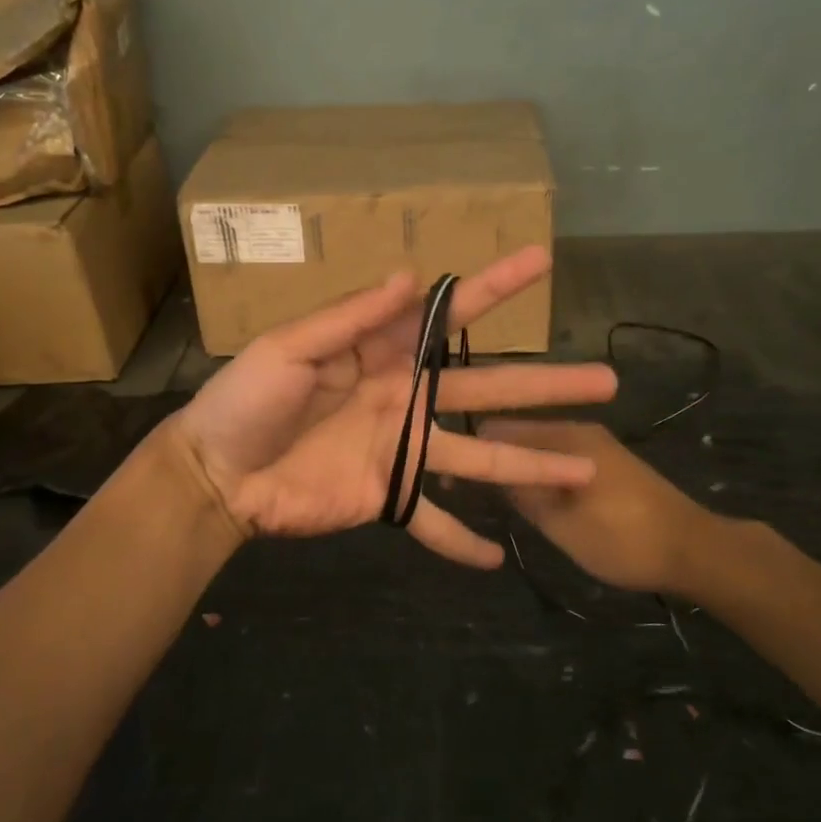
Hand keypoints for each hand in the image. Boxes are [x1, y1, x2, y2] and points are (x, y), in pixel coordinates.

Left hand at [168, 247, 618, 566]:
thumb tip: (410, 277)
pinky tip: (497, 560)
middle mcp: (405, 396)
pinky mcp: (385, 496)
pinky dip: (459, 540)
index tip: (541, 261)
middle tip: (604, 380)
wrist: (216, 472)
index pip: (448, 315)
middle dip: (545, 384)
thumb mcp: (291, 347)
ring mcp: (401, 449)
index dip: (494, 287)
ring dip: (529, 465)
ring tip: (586, 471)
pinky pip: (429, 520)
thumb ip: (351, 317)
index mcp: (383, 352)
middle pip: (486, 387)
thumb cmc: (246, 399)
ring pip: (479, 456)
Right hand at [477, 420, 714, 592]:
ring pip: (539, 447)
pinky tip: (538, 501)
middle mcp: (576, 429)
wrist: (695, 549)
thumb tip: (487, 471)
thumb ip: (523, 494)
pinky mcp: (607, 461)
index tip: (455, 486)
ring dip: (519, 468)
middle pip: (518, 434)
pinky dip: (542, 474)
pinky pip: (560, 457)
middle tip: (477, 497)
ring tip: (503, 502)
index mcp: (564, 437)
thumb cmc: (624, 538)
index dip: (471, 453)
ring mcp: (595, 444)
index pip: (497, 428)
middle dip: (495, 459)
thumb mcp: (563, 524)